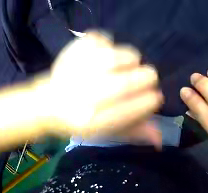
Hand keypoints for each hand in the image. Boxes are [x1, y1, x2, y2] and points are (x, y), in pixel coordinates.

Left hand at [37, 31, 162, 144]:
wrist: (47, 103)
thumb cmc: (80, 119)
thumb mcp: (106, 132)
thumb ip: (133, 132)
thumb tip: (160, 138)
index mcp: (94, 120)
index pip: (137, 107)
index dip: (152, 100)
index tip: (154, 96)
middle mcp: (86, 95)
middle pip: (133, 80)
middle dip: (147, 78)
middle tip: (143, 78)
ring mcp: (79, 69)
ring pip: (124, 55)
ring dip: (131, 60)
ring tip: (124, 65)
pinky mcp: (73, 50)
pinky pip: (102, 38)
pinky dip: (108, 44)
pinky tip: (101, 54)